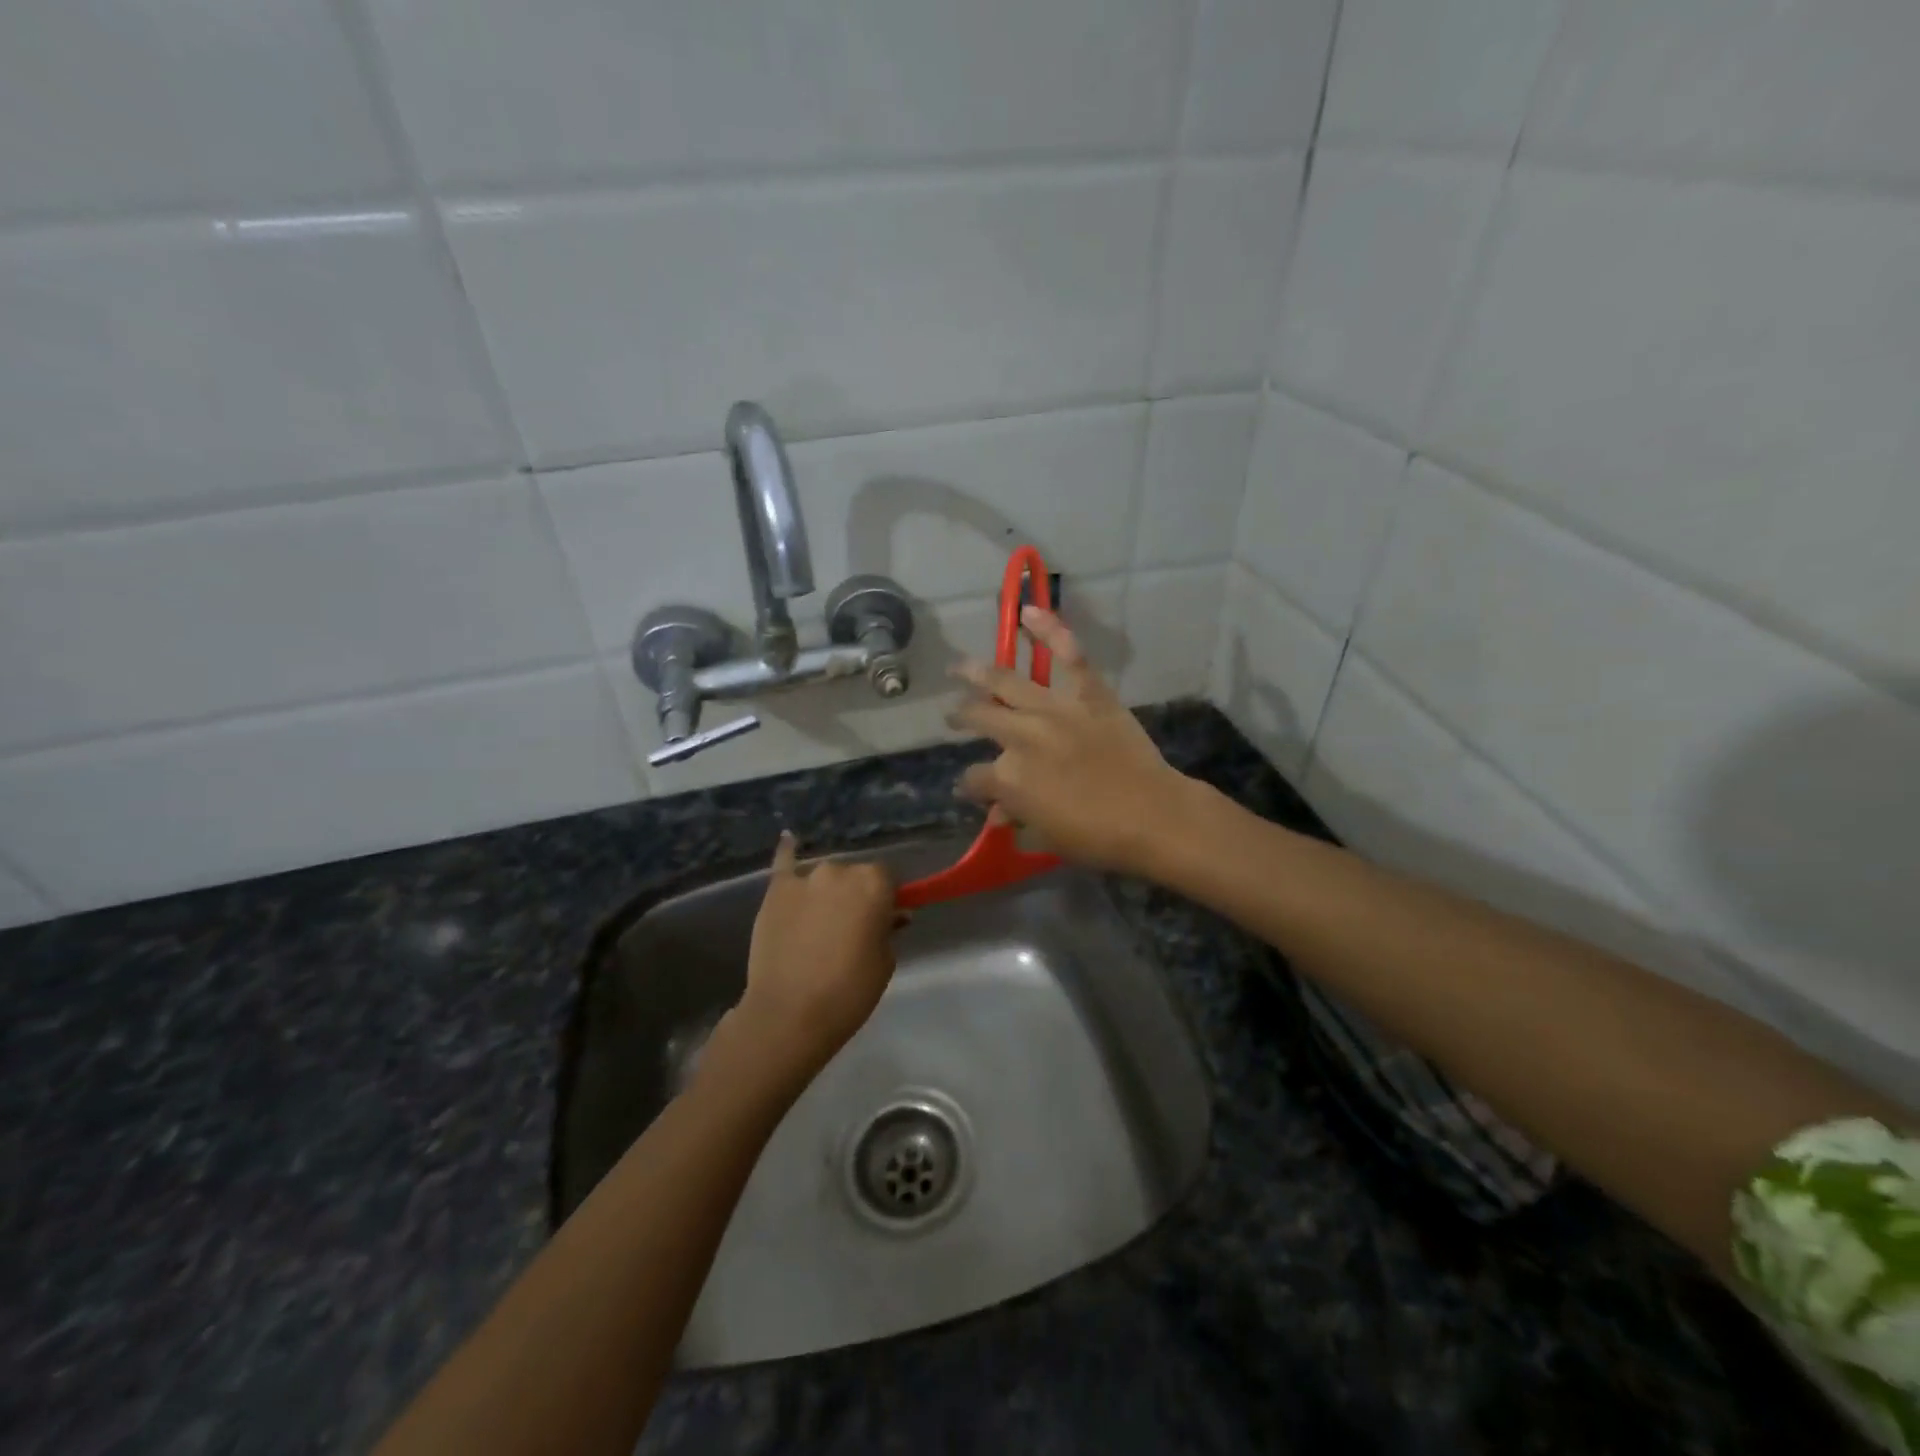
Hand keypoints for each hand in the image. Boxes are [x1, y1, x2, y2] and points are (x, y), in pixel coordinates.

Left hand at [730, 832, 898, 1078]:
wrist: (789, 1013)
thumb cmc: (848, 991)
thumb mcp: (884, 962)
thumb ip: (888, 931)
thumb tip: (891, 916)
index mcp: (873, 884)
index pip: (887, 879)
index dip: (886, 899)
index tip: (883, 920)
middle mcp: (840, 870)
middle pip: (854, 875)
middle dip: (856, 895)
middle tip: (851, 928)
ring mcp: (804, 878)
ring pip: (824, 877)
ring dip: (827, 891)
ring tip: (820, 921)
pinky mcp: (775, 891)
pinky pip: (784, 863)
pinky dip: (787, 852)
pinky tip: (788, 839)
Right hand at [950, 605, 1197, 875]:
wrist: (1151, 815)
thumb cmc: (1096, 836)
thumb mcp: (1046, 835)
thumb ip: (1017, 816)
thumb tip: (998, 811)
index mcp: (1008, 776)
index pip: (974, 778)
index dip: (970, 785)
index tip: (972, 788)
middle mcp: (1021, 735)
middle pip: (979, 718)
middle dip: (961, 717)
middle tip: (953, 715)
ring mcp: (1054, 709)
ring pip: (1005, 681)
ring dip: (976, 672)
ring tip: (958, 667)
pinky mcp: (1089, 693)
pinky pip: (1069, 655)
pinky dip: (1050, 630)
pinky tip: (1027, 612)